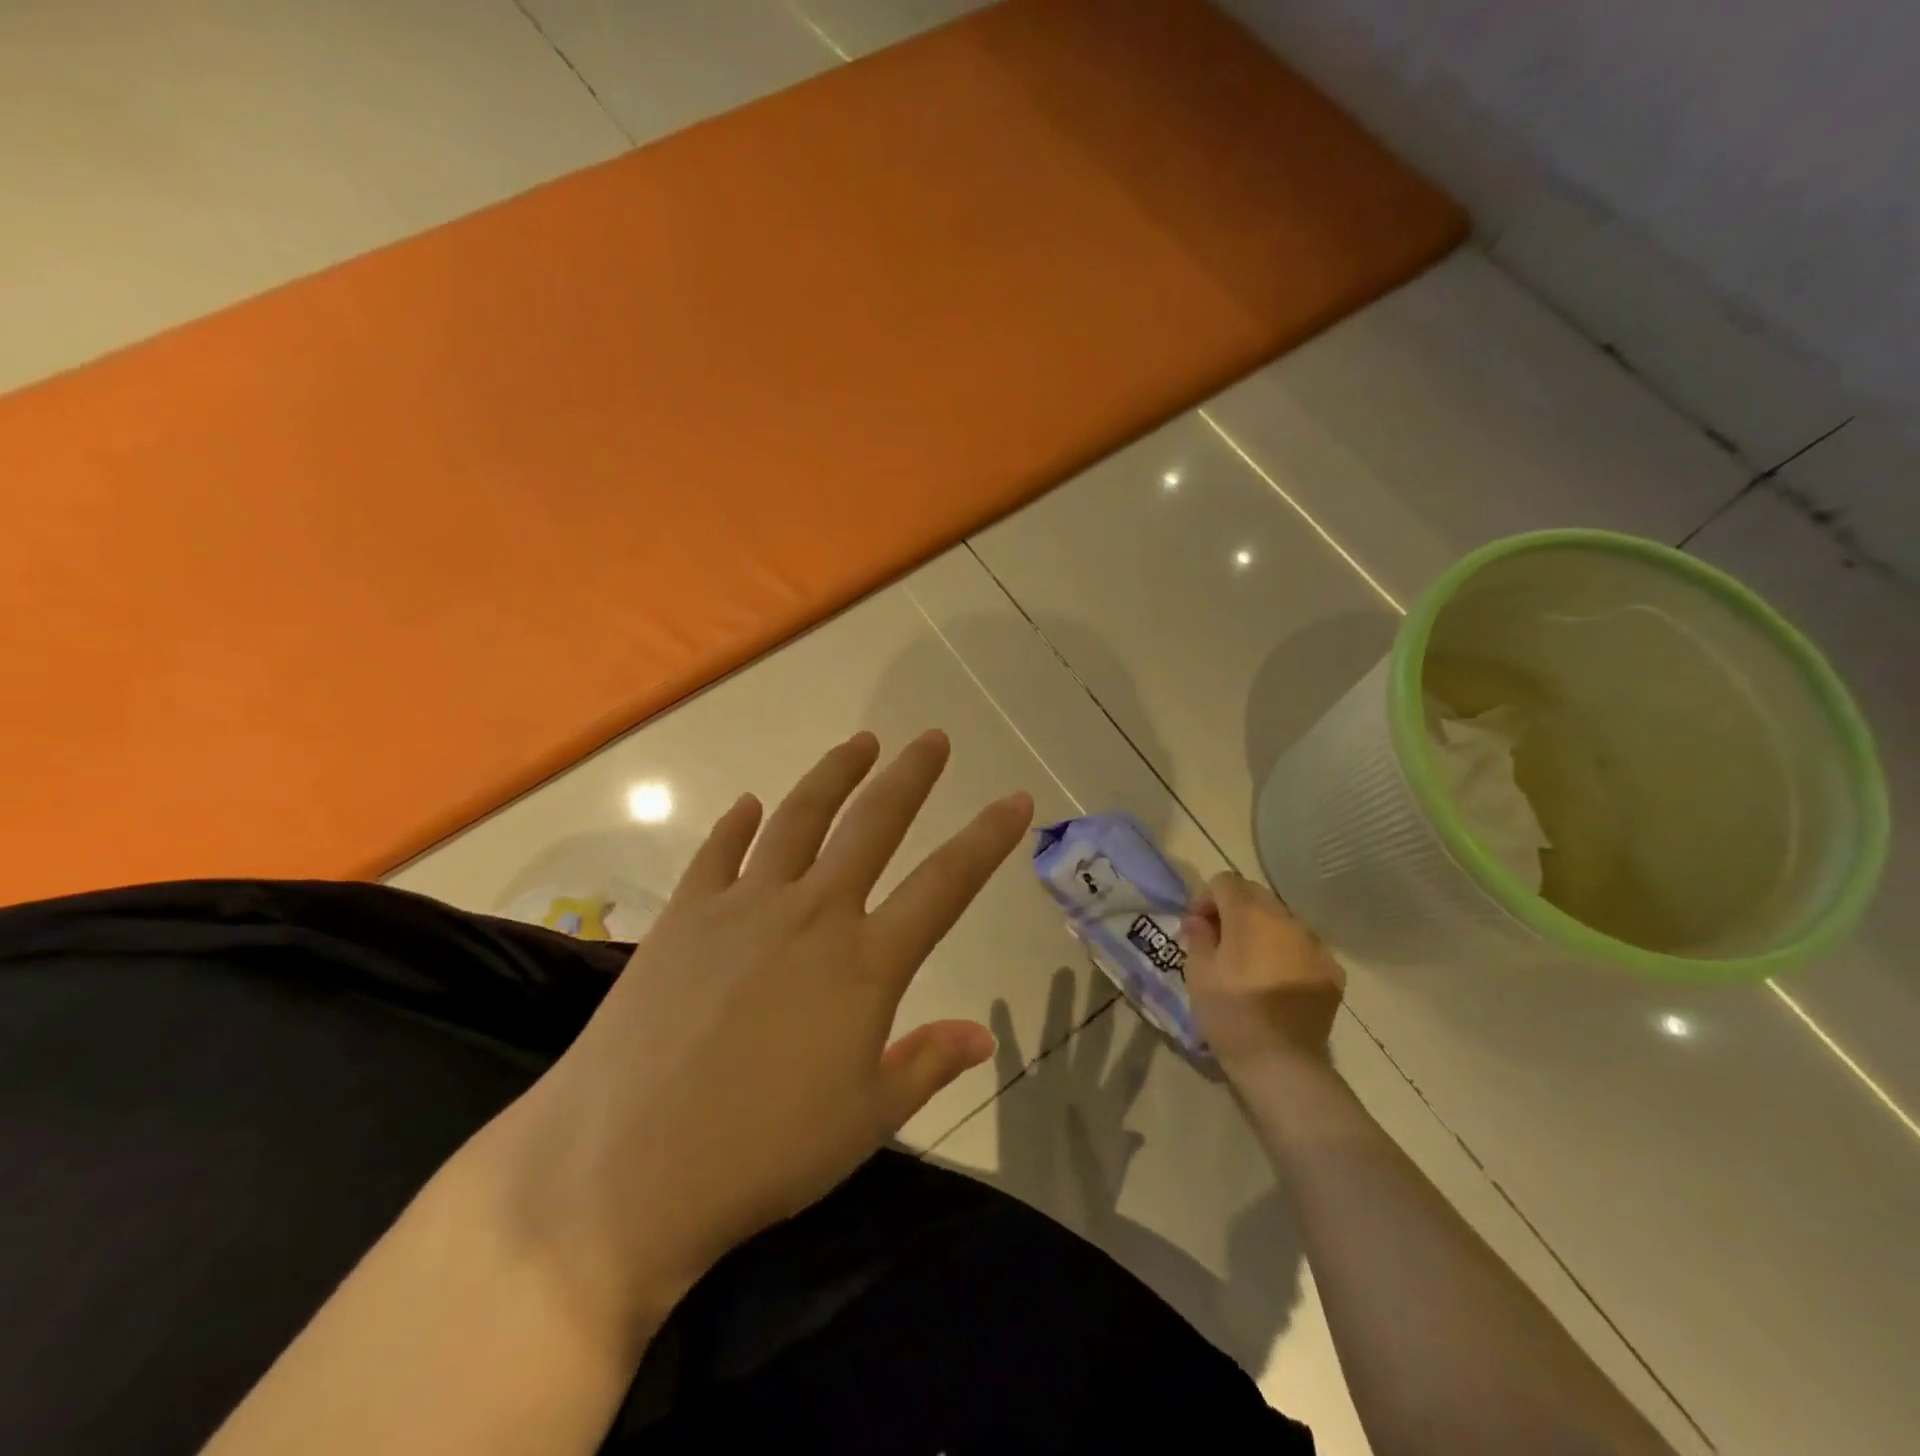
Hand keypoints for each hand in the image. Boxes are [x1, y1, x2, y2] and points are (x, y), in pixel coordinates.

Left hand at [481, 731, 1033, 1343]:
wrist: (623, 1167)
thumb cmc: (762, 1152)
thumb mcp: (864, 1119)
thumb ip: (927, 1064)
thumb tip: (983, 1037)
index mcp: (865, 962)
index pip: (946, 883)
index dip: (988, 837)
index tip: (1015, 799)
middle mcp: (811, 913)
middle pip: (873, 824)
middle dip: (911, 776)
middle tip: (933, 739)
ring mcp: (742, 906)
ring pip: (799, 817)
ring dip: (834, 774)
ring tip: (860, 743)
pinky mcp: (684, 915)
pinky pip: (717, 852)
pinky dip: (737, 824)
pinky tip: (749, 804)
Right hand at [1183, 872, 1344, 1073]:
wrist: (1282, 1064)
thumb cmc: (1230, 1013)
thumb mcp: (1198, 972)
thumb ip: (1198, 936)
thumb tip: (1199, 920)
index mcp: (1250, 914)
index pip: (1225, 881)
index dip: (1207, 898)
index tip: (1199, 927)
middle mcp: (1286, 919)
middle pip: (1256, 895)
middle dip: (1235, 910)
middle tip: (1221, 943)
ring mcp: (1315, 944)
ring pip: (1282, 921)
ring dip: (1263, 931)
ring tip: (1251, 964)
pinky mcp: (1332, 971)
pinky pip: (1303, 948)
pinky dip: (1287, 954)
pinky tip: (1277, 983)